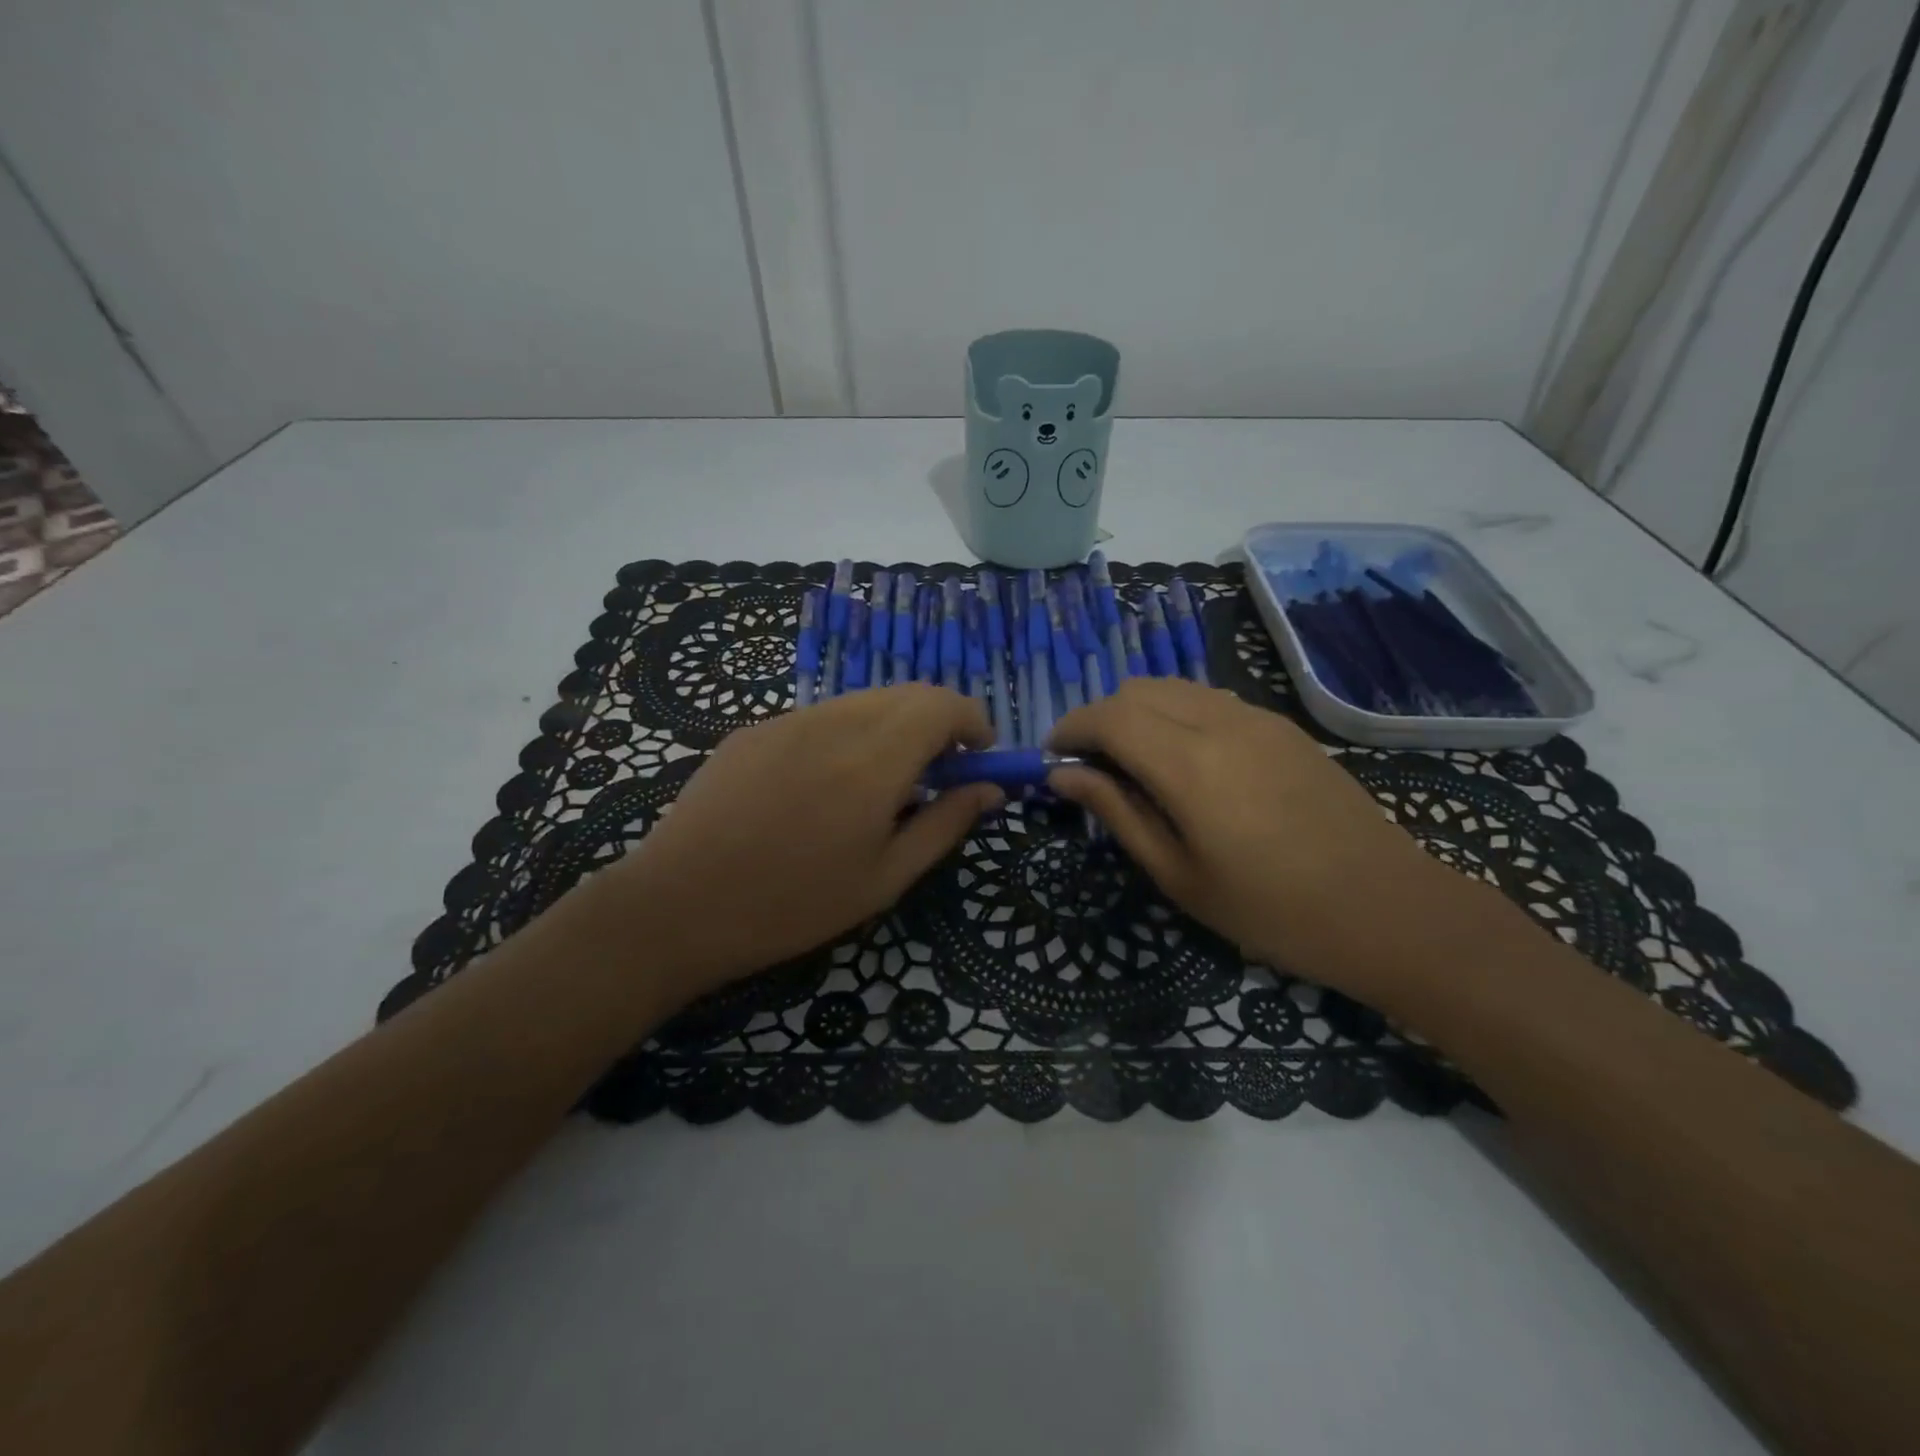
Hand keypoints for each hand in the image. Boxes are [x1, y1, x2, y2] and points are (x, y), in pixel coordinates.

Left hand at [594, 686, 999, 996]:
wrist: (677, 906)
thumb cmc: (793, 904)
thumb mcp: (884, 877)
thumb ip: (945, 824)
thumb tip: (990, 789)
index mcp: (874, 759)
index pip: (942, 704)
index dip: (972, 722)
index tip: (978, 758)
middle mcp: (834, 722)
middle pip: (906, 695)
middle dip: (936, 724)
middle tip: (937, 777)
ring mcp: (787, 720)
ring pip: (862, 703)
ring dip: (892, 729)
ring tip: (880, 787)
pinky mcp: (753, 730)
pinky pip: (819, 718)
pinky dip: (847, 736)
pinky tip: (822, 788)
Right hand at [1047, 678, 1469, 994]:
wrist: (1387, 909)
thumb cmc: (1270, 910)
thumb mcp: (1177, 874)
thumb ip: (1116, 813)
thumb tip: (1062, 775)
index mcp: (1188, 764)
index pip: (1108, 716)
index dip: (1070, 728)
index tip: (1051, 757)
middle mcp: (1220, 721)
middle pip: (1137, 690)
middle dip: (1100, 719)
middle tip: (1091, 768)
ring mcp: (1257, 717)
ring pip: (1174, 687)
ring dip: (1138, 713)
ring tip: (1134, 765)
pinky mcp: (1282, 726)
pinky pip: (1209, 700)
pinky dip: (1176, 714)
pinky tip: (1186, 763)